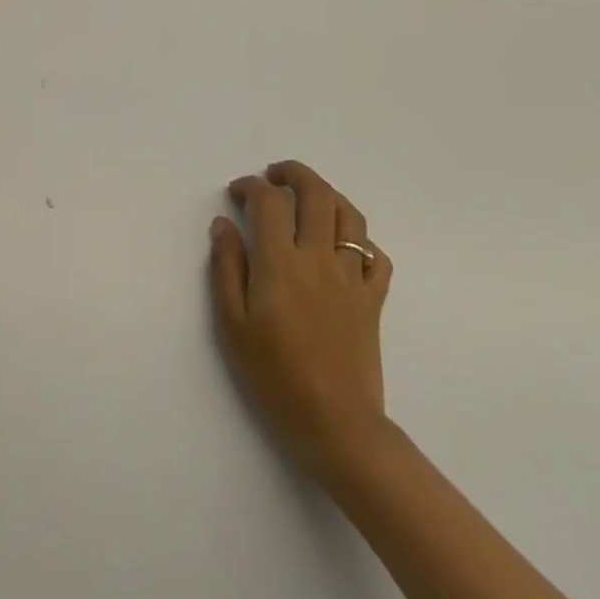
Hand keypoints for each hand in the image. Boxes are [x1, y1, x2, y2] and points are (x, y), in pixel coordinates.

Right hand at [210, 161, 392, 478]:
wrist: (335, 424)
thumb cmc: (273, 374)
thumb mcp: (231, 322)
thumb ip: (226, 266)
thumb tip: (223, 224)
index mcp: (280, 262)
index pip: (269, 201)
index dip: (251, 186)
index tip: (237, 192)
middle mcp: (319, 258)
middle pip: (316, 194)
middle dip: (294, 174)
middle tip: (273, 176)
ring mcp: (352, 278)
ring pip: (350, 216)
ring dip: (328, 195)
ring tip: (308, 197)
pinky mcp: (373, 300)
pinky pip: (376, 256)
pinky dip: (360, 239)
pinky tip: (341, 245)